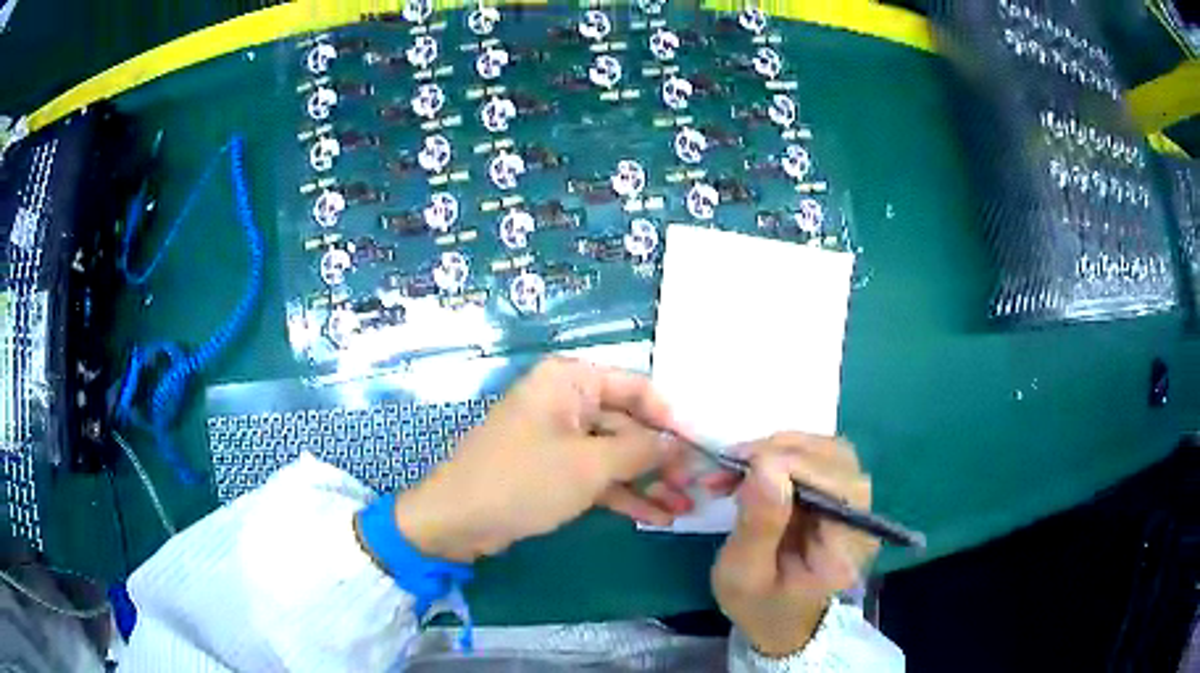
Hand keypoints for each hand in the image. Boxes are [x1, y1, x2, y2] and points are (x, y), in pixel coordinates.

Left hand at [393, 358, 693, 562]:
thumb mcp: (588, 465)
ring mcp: (560, 439)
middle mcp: (566, 402)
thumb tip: (679, 443)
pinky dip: (625, 495)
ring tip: (686, 507)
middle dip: (662, 458)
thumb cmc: (523, 480)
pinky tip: (658, 516)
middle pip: (628, 424)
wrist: (457, 521)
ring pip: (615, 455)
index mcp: (569, 382)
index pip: (636, 388)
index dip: (671, 417)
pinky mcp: (554, 471)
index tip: (702, 446)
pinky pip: (597, 476)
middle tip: (698, 485)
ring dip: (649, 481)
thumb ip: (640, 451)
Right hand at [709, 433, 877, 657]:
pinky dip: (782, 455)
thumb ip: (758, 525)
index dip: (793, 464)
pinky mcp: (838, 496)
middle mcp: (860, 519)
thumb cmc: (760, 604)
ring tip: (739, 466)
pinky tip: (754, 471)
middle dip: (782, 452)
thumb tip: (765, 465)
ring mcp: (854, 504)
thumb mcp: (744, 576)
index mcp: (845, 548)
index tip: (741, 463)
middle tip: (733, 462)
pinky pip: (817, 459)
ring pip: (828, 452)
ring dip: (780, 449)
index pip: (838, 487)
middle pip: (837, 460)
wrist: (780, 620)